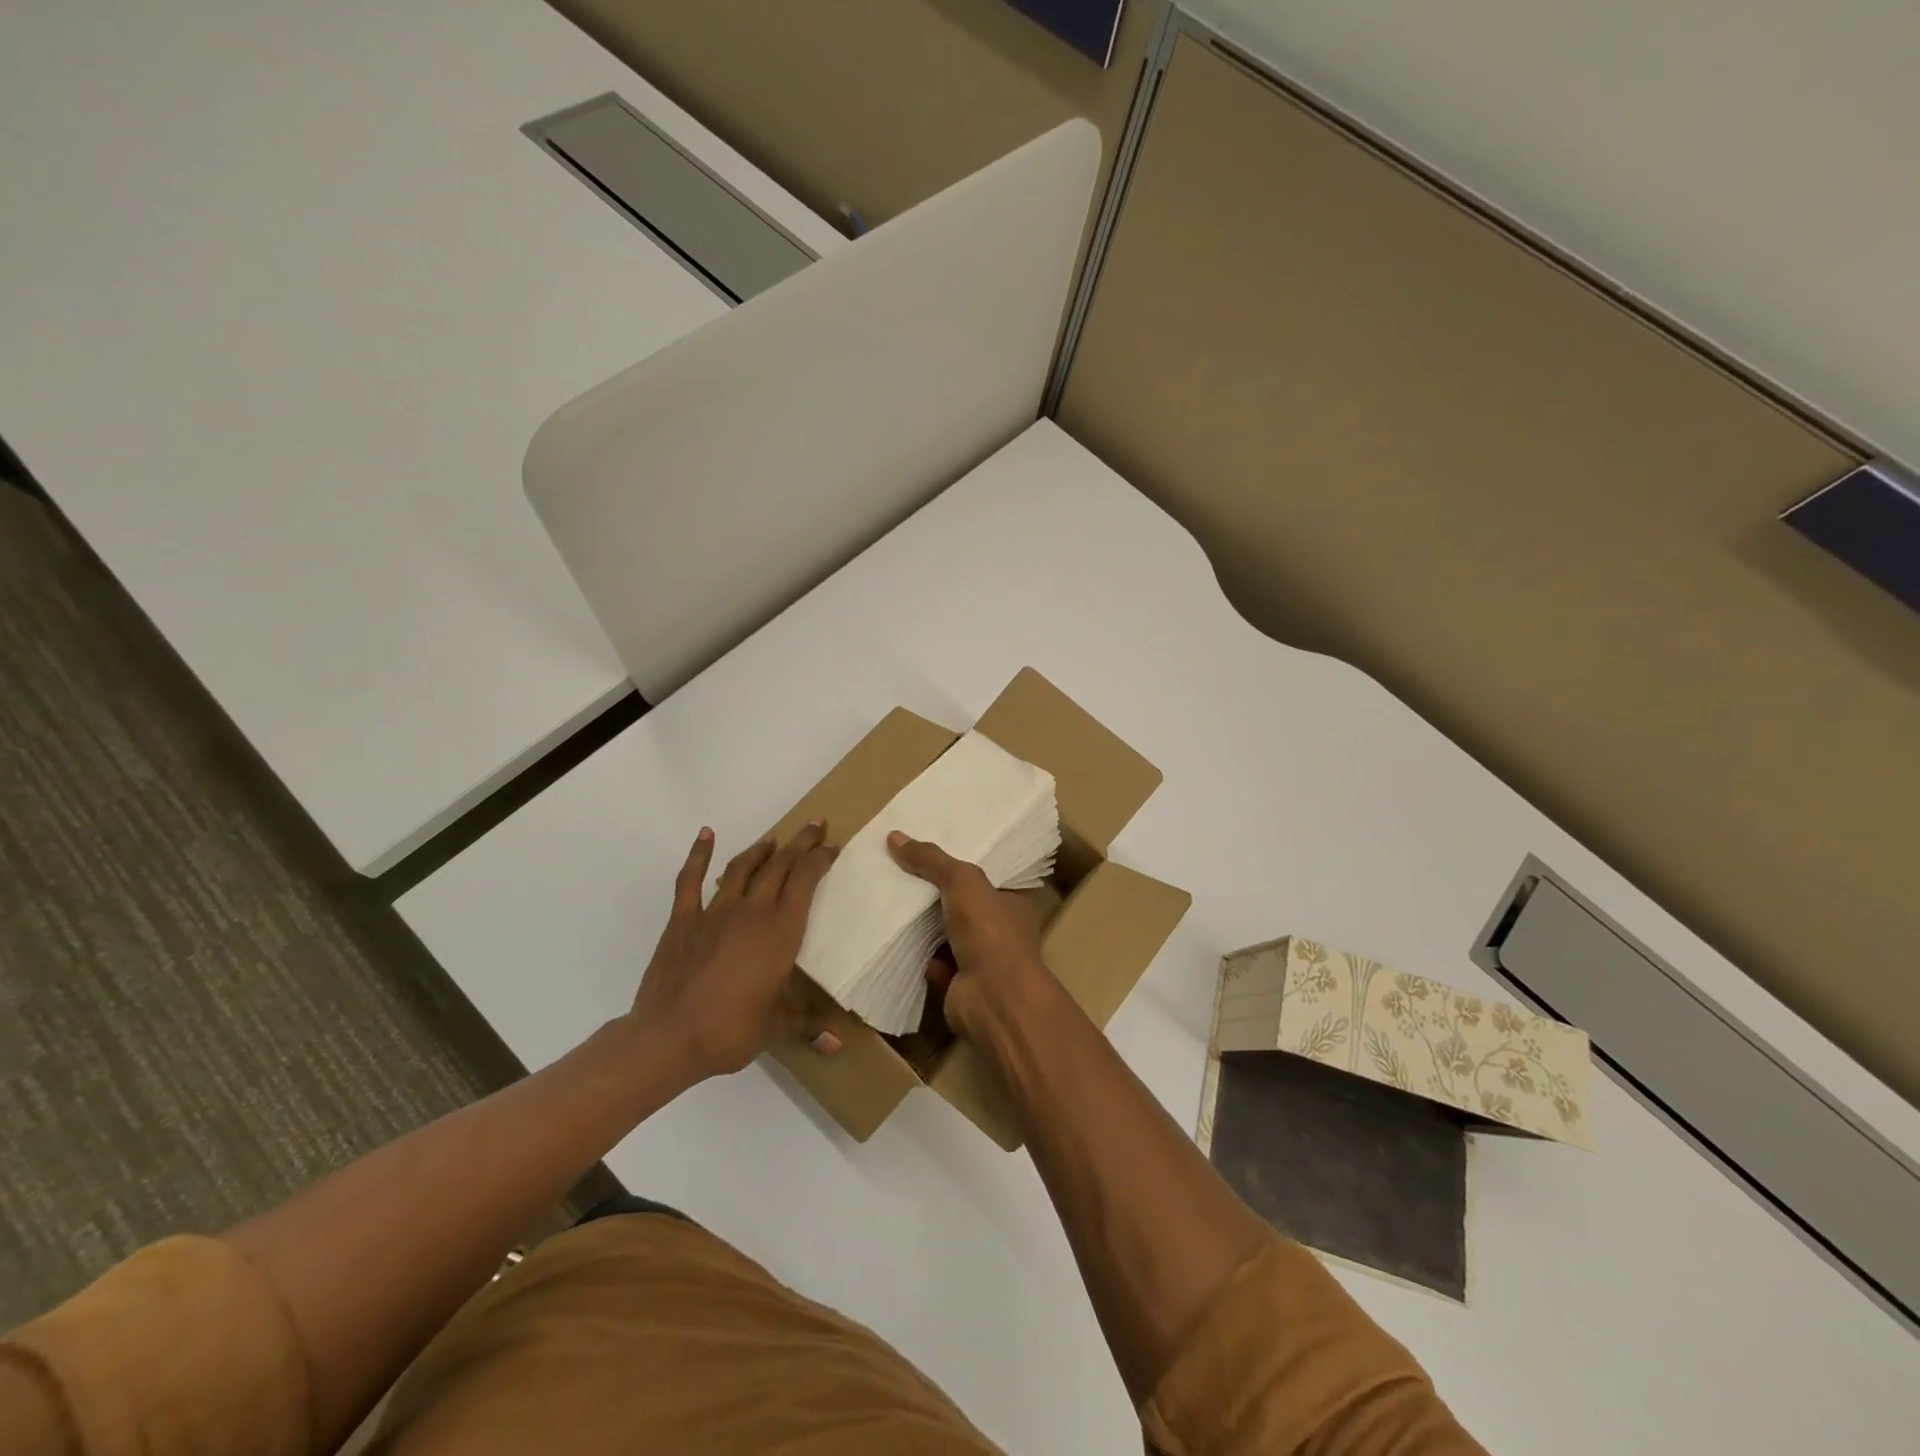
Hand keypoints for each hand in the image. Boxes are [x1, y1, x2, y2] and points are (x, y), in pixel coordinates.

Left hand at [628, 823, 841, 1082]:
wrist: (669, 1038)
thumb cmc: (731, 1030)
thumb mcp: (777, 1028)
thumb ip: (808, 1026)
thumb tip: (840, 1044)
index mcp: (780, 930)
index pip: (806, 880)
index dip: (820, 859)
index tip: (832, 848)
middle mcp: (752, 910)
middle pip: (780, 865)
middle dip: (800, 843)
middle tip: (815, 827)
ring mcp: (715, 911)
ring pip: (743, 867)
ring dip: (761, 849)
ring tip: (774, 840)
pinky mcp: (683, 919)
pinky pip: (691, 879)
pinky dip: (699, 854)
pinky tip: (706, 835)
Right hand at [887, 831, 1050, 1039]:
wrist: (992, 998)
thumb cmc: (989, 932)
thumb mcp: (962, 881)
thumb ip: (931, 860)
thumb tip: (894, 836)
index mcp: (1013, 904)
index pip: (988, 879)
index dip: (962, 866)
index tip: (932, 854)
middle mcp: (1002, 933)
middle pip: (964, 907)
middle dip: (937, 896)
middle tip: (902, 875)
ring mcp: (982, 962)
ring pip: (947, 937)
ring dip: (924, 927)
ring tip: (892, 902)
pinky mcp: (960, 987)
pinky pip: (934, 965)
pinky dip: (918, 957)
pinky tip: (894, 940)